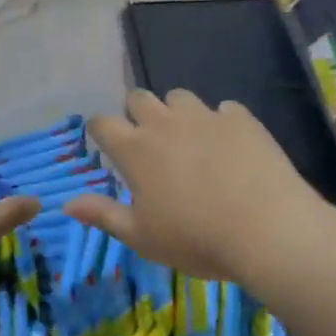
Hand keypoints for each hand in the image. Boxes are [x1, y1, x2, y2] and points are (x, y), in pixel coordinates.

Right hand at [63, 89, 335, 285]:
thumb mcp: (142, 237)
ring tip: (189, 140)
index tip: (106, 145)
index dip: (100, 130)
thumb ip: (103, 215)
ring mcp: (205, 116)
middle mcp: (165, 123)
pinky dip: (220, 122)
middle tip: (148, 142)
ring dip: (176, 112)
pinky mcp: (241, 119)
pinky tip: (229, 147)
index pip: (102, 122)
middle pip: (138, 97)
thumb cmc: (196, 239)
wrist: (268, 230)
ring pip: (179, 96)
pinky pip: (223, 109)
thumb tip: (67, 204)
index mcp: (135, 150)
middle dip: (136, 113)